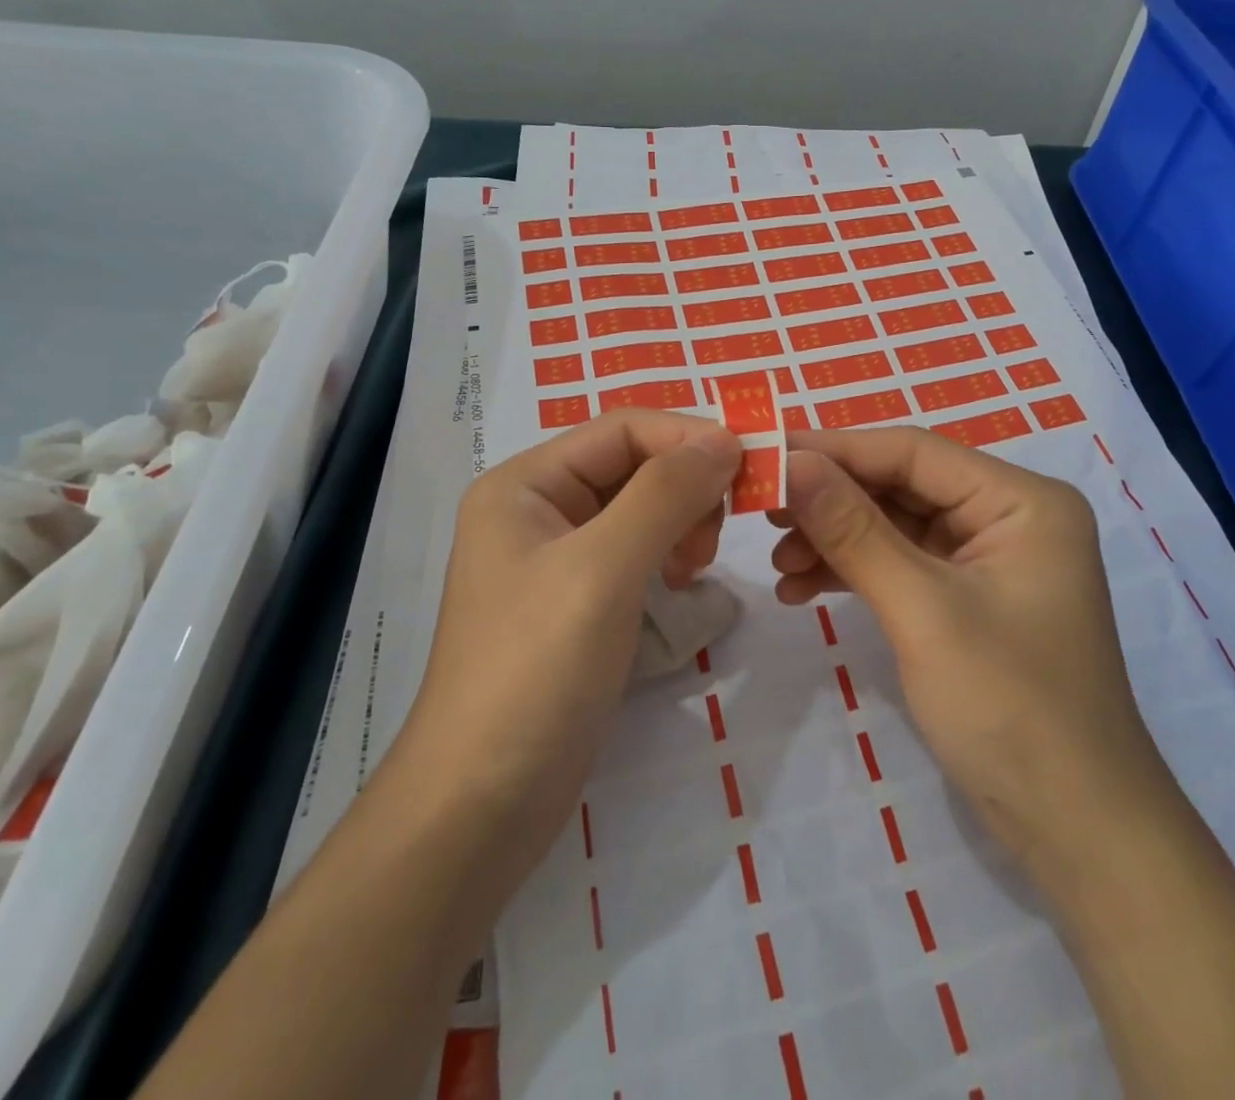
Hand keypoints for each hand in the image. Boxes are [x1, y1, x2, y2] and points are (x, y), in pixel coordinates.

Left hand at [390, 411, 741, 918]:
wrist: (482, 805)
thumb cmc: (536, 671)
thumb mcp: (604, 569)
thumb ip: (665, 493)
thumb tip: (725, 438)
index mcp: (525, 483)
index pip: (623, 429)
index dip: (689, 437)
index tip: (752, 467)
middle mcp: (537, 507)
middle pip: (632, 464)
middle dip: (685, 486)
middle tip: (718, 535)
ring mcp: (556, 556)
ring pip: (639, 507)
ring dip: (681, 520)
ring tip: (696, 567)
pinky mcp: (577, 599)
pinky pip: (635, 550)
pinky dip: (667, 555)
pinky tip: (681, 584)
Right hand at [769, 427, 1167, 869]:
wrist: (1076, 832)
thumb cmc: (1010, 709)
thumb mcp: (923, 611)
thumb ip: (853, 530)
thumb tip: (791, 463)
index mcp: (1020, 500)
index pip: (912, 452)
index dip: (834, 449)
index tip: (765, 454)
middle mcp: (1007, 516)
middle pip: (901, 485)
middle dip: (830, 499)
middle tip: (761, 510)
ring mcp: (987, 560)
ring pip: (894, 525)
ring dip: (834, 539)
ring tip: (777, 560)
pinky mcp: (967, 599)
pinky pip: (900, 565)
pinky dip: (852, 572)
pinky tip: (800, 588)